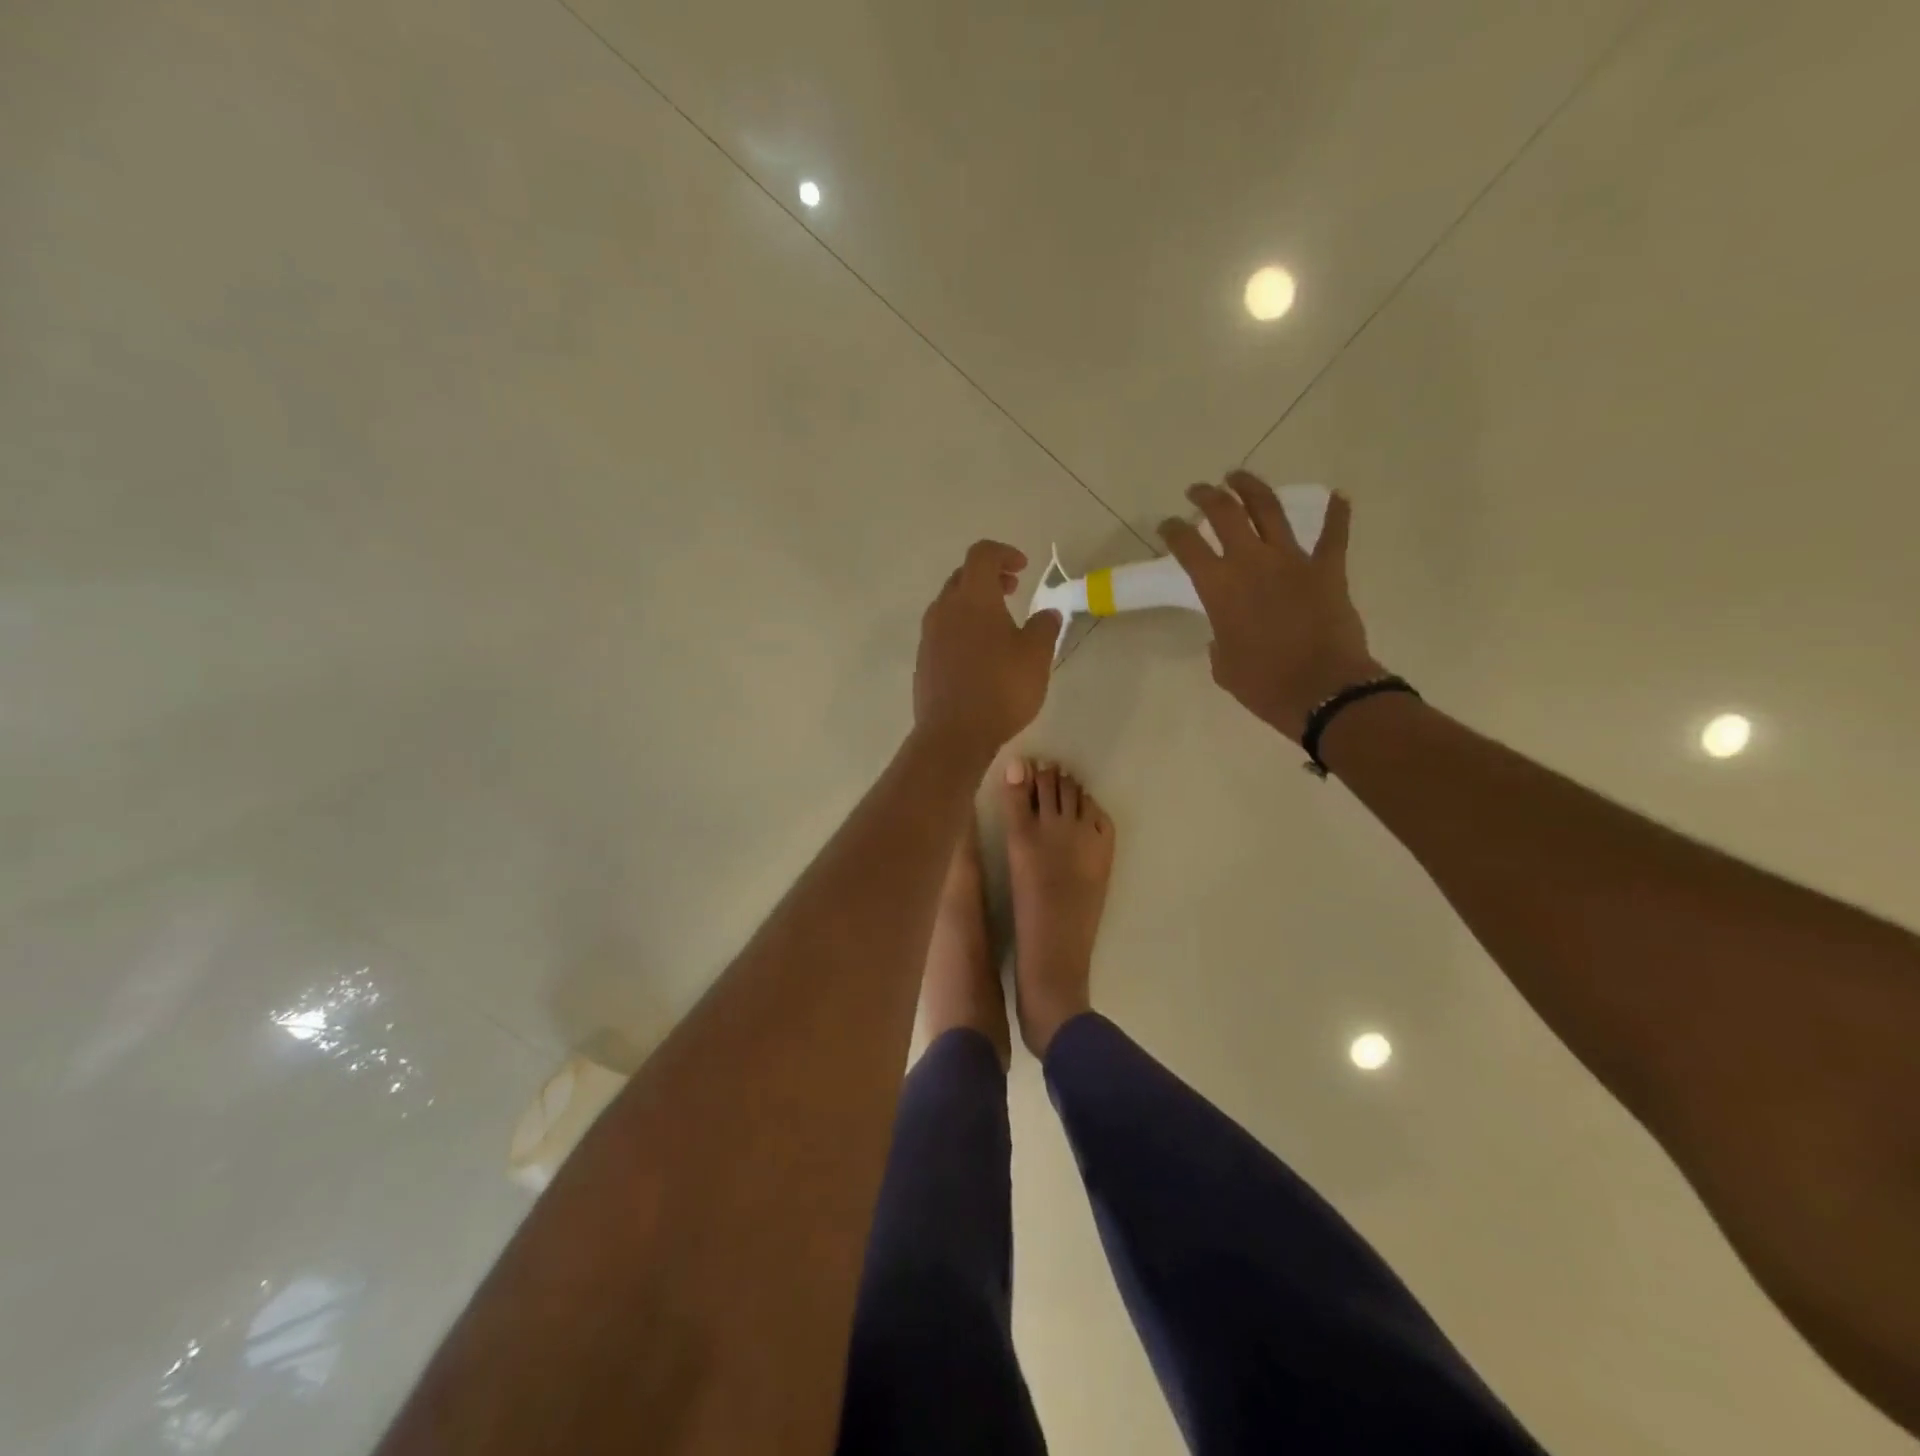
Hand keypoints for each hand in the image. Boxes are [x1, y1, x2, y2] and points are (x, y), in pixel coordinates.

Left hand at [913, 540, 1061, 761]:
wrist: (953, 734)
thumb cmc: (1001, 689)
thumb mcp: (1036, 656)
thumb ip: (1044, 627)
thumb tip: (1047, 613)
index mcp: (973, 598)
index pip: (982, 555)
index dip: (1004, 553)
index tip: (1023, 568)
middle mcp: (944, 609)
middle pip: (963, 577)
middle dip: (988, 577)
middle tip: (1012, 590)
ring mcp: (928, 636)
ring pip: (950, 605)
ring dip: (973, 604)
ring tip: (998, 625)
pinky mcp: (923, 661)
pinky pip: (942, 632)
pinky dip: (961, 629)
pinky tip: (979, 655)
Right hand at [1158, 472, 1379, 742]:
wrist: (1321, 691)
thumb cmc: (1262, 684)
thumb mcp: (1224, 665)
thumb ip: (1220, 639)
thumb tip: (1227, 632)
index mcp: (1219, 587)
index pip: (1187, 546)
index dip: (1174, 530)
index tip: (1168, 525)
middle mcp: (1252, 562)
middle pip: (1225, 513)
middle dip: (1207, 496)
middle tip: (1199, 491)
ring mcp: (1293, 560)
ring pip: (1269, 509)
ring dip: (1251, 488)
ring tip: (1238, 477)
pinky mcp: (1328, 568)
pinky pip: (1334, 534)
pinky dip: (1336, 514)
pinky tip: (1336, 497)